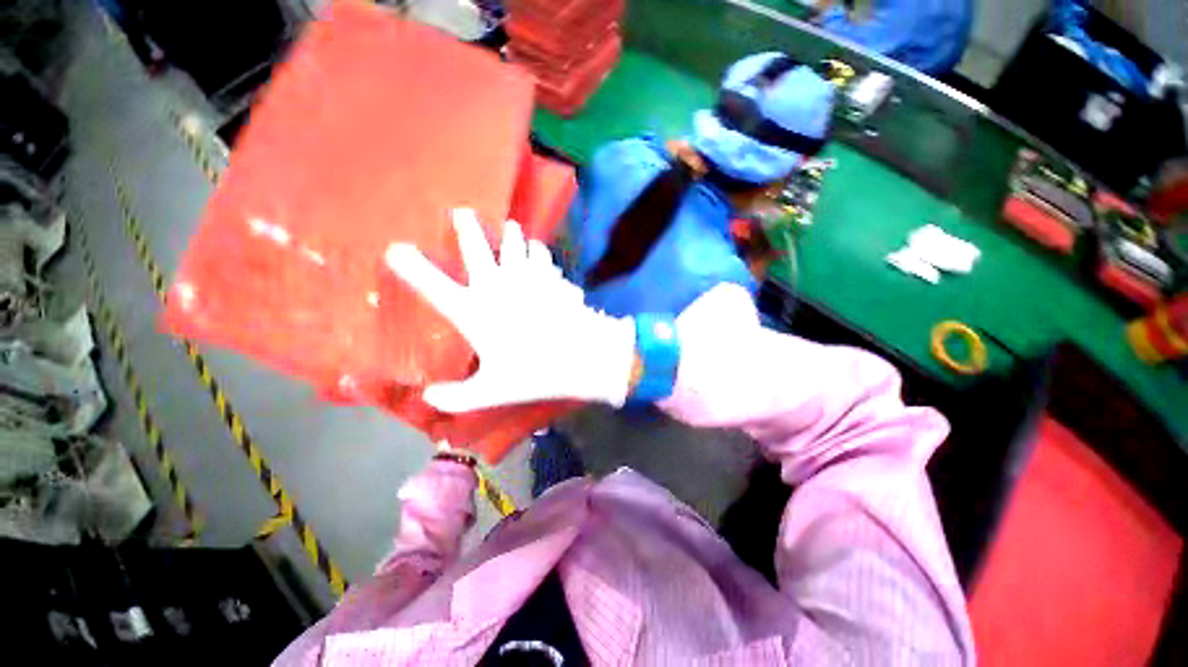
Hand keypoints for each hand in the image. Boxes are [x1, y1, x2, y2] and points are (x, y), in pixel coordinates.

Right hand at [386, 209, 636, 412]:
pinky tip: (543, 257)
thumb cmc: (534, 373)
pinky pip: (545, 257)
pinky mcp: (553, 278)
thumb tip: (428, 398)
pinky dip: (541, 255)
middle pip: (476, 247)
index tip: (396, 249)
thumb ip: (457, 396)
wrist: (581, 357)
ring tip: (512, 230)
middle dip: (467, 227)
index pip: (433, 286)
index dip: (411, 267)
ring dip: (513, 236)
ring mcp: (528, 277)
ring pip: (517, 244)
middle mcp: (497, 287)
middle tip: (463, 212)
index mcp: (475, 312)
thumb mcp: (491, 391)